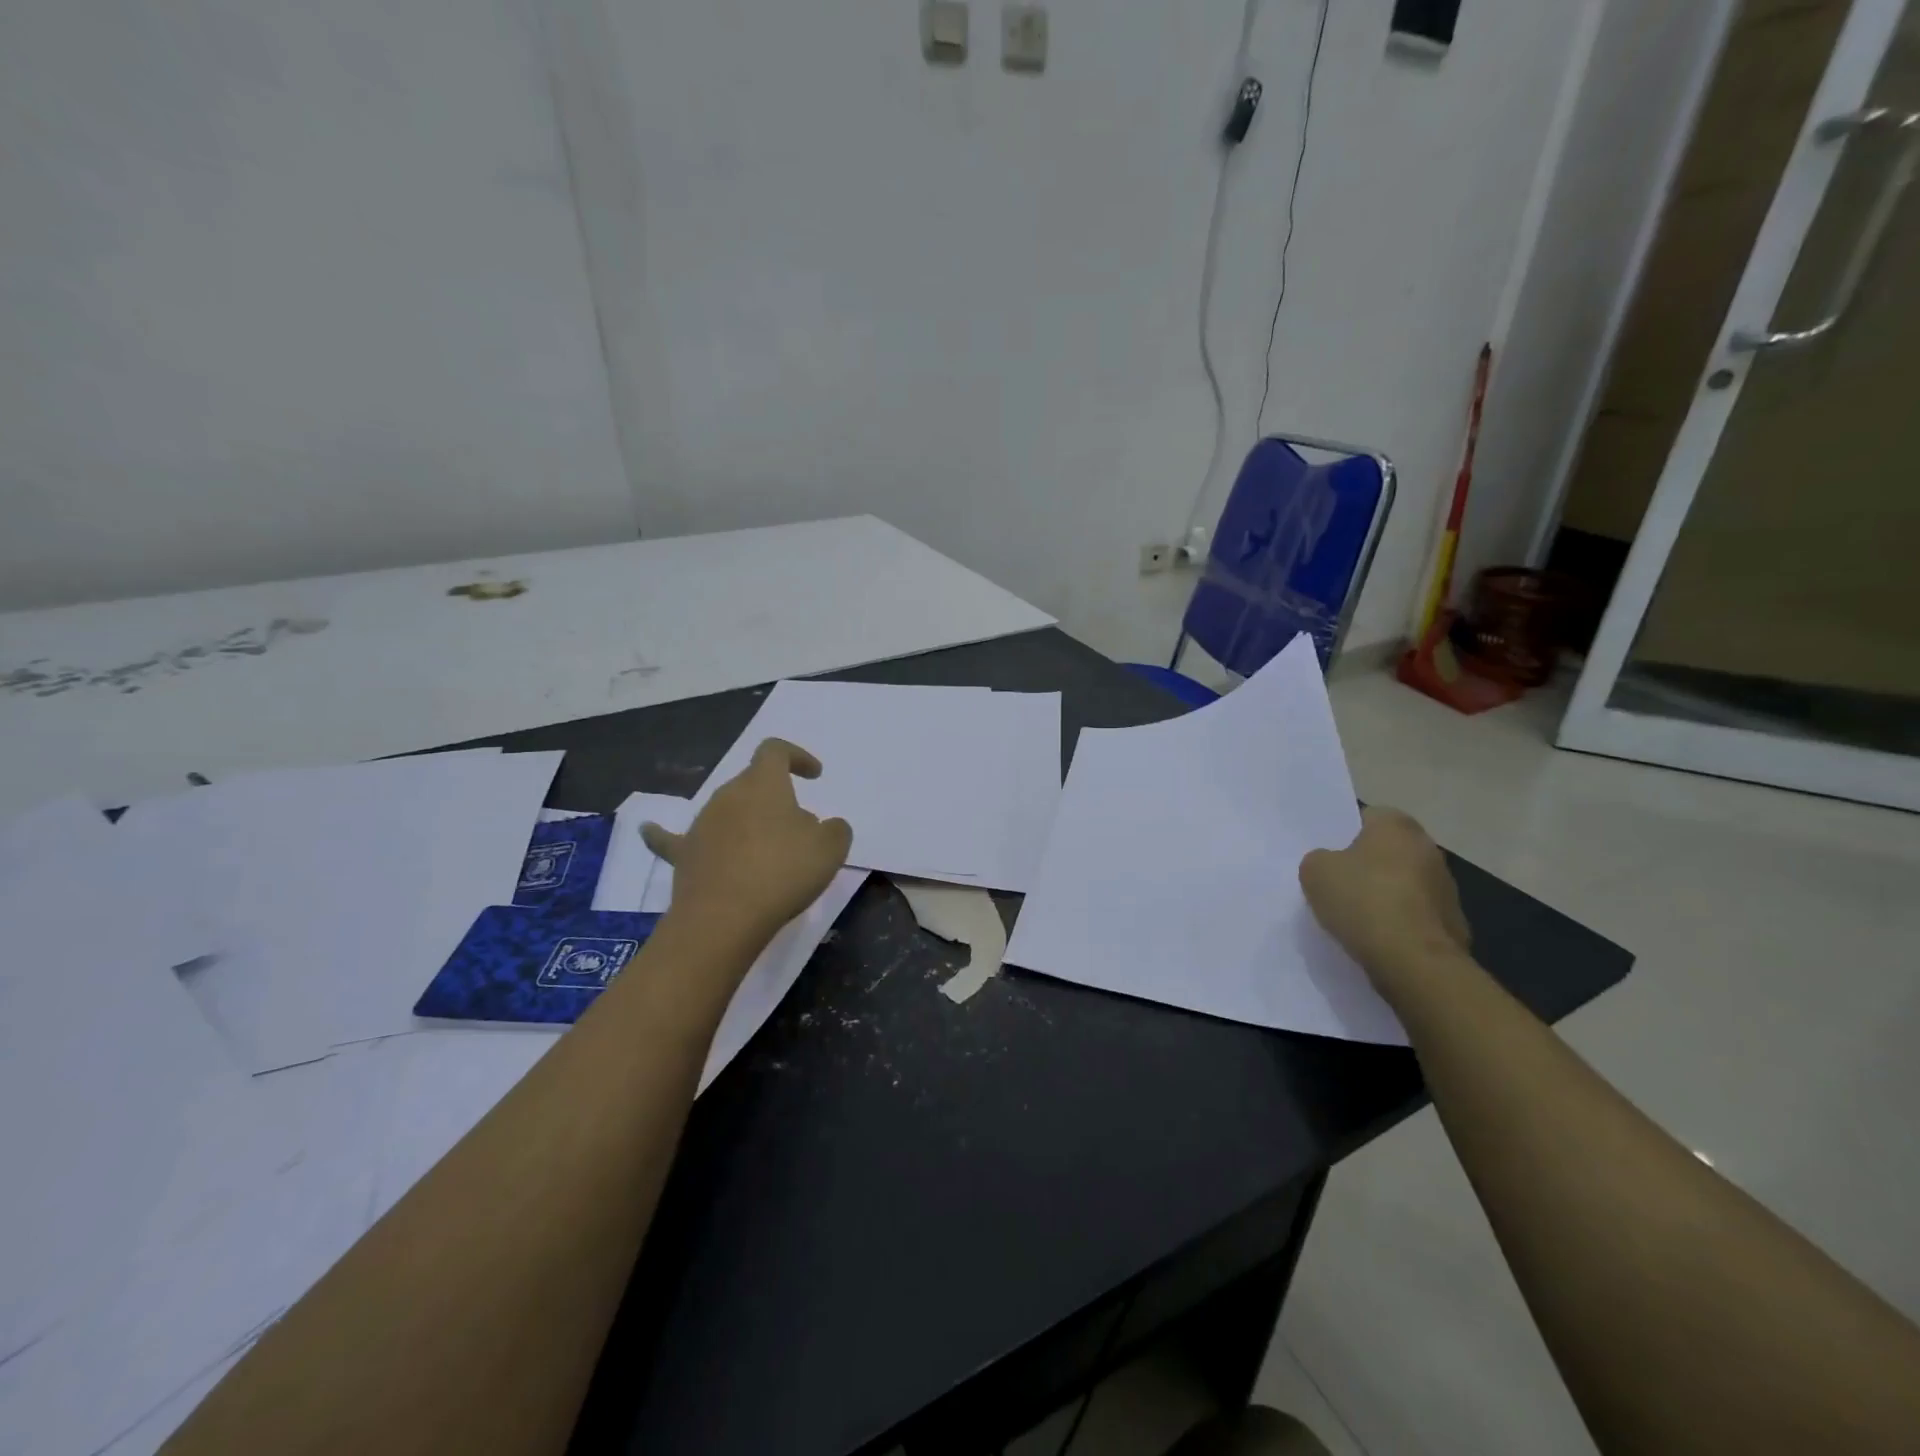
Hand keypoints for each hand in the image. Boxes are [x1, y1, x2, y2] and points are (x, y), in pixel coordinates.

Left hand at [642, 739, 852, 941]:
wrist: (726, 918)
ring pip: (727, 811)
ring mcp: (701, 824)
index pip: (775, 751)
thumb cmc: (784, 872)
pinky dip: (663, 833)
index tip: (814, 775)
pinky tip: (648, 829)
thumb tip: (823, 826)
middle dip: (776, 798)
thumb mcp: (830, 849)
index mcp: (763, 783)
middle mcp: (728, 795)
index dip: (796, 756)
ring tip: (766, 850)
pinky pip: (673, 839)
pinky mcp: (683, 855)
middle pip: (752, 783)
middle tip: (798, 827)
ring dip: (746, 822)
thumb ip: (835, 829)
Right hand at [1299, 807, 1470, 998]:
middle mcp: (1429, 849)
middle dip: (1367, 865)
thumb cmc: (1362, 900)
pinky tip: (1379, 939)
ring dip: (1386, 895)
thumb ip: (1319, 859)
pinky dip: (1400, 924)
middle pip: (1389, 851)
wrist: (1412, 960)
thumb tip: (1331, 864)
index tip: (1329, 856)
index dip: (1345, 834)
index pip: (1368, 817)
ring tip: (1357, 918)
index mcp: (1397, 826)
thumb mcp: (1315, 871)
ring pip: (1405, 884)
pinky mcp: (1454, 924)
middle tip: (1338, 885)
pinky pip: (1416, 916)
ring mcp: (1447, 888)